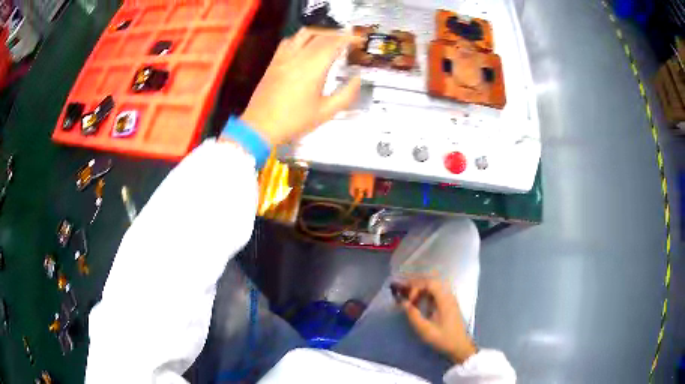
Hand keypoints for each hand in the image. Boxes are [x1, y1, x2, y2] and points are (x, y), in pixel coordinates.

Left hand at [240, 28, 361, 144]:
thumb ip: (346, 94)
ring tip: (329, 39)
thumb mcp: (326, 112)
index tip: (359, 41)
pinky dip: (301, 38)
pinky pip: (288, 41)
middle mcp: (298, 57)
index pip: (335, 43)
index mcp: (313, 68)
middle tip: (349, 41)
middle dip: (338, 35)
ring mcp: (284, 58)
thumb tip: (357, 80)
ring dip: (320, 32)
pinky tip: (306, 46)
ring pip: (304, 34)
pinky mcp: (274, 62)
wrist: (261, 127)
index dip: (349, 39)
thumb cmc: (294, 121)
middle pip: (322, 36)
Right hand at [399, 278, 476, 363]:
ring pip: (434, 287)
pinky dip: (426, 294)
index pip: (430, 283)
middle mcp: (449, 296)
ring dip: (421, 290)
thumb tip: (403, 303)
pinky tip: (420, 303)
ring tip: (410, 299)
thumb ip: (413, 315)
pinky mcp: (449, 304)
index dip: (416, 287)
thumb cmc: (443, 338)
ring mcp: (450, 299)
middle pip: (432, 282)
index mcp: (445, 300)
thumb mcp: (425, 330)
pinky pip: (437, 293)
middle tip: (404, 292)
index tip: (409, 300)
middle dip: (417, 285)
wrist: (459, 346)